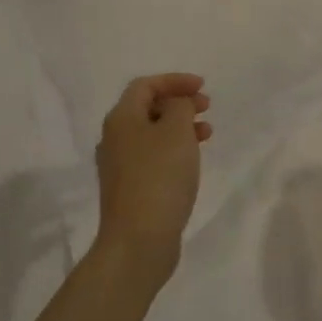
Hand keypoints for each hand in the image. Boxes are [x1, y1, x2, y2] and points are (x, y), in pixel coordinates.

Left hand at [94, 73, 211, 276]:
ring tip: (207, 134)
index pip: (145, 85)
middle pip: (147, 108)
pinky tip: (191, 161)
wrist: (138, 240)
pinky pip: (153, 156)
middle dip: (178, 103)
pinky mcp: (129, 189)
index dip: (174, 81)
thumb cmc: (160, 177)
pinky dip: (174, 149)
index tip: (203, 87)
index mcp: (121, 119)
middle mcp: (114, 139)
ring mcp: (119, 166)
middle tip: (206, 108)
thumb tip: (175, 104)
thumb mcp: (176, 131)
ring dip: (180, 127)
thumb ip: (180, 106)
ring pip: (152, 133)